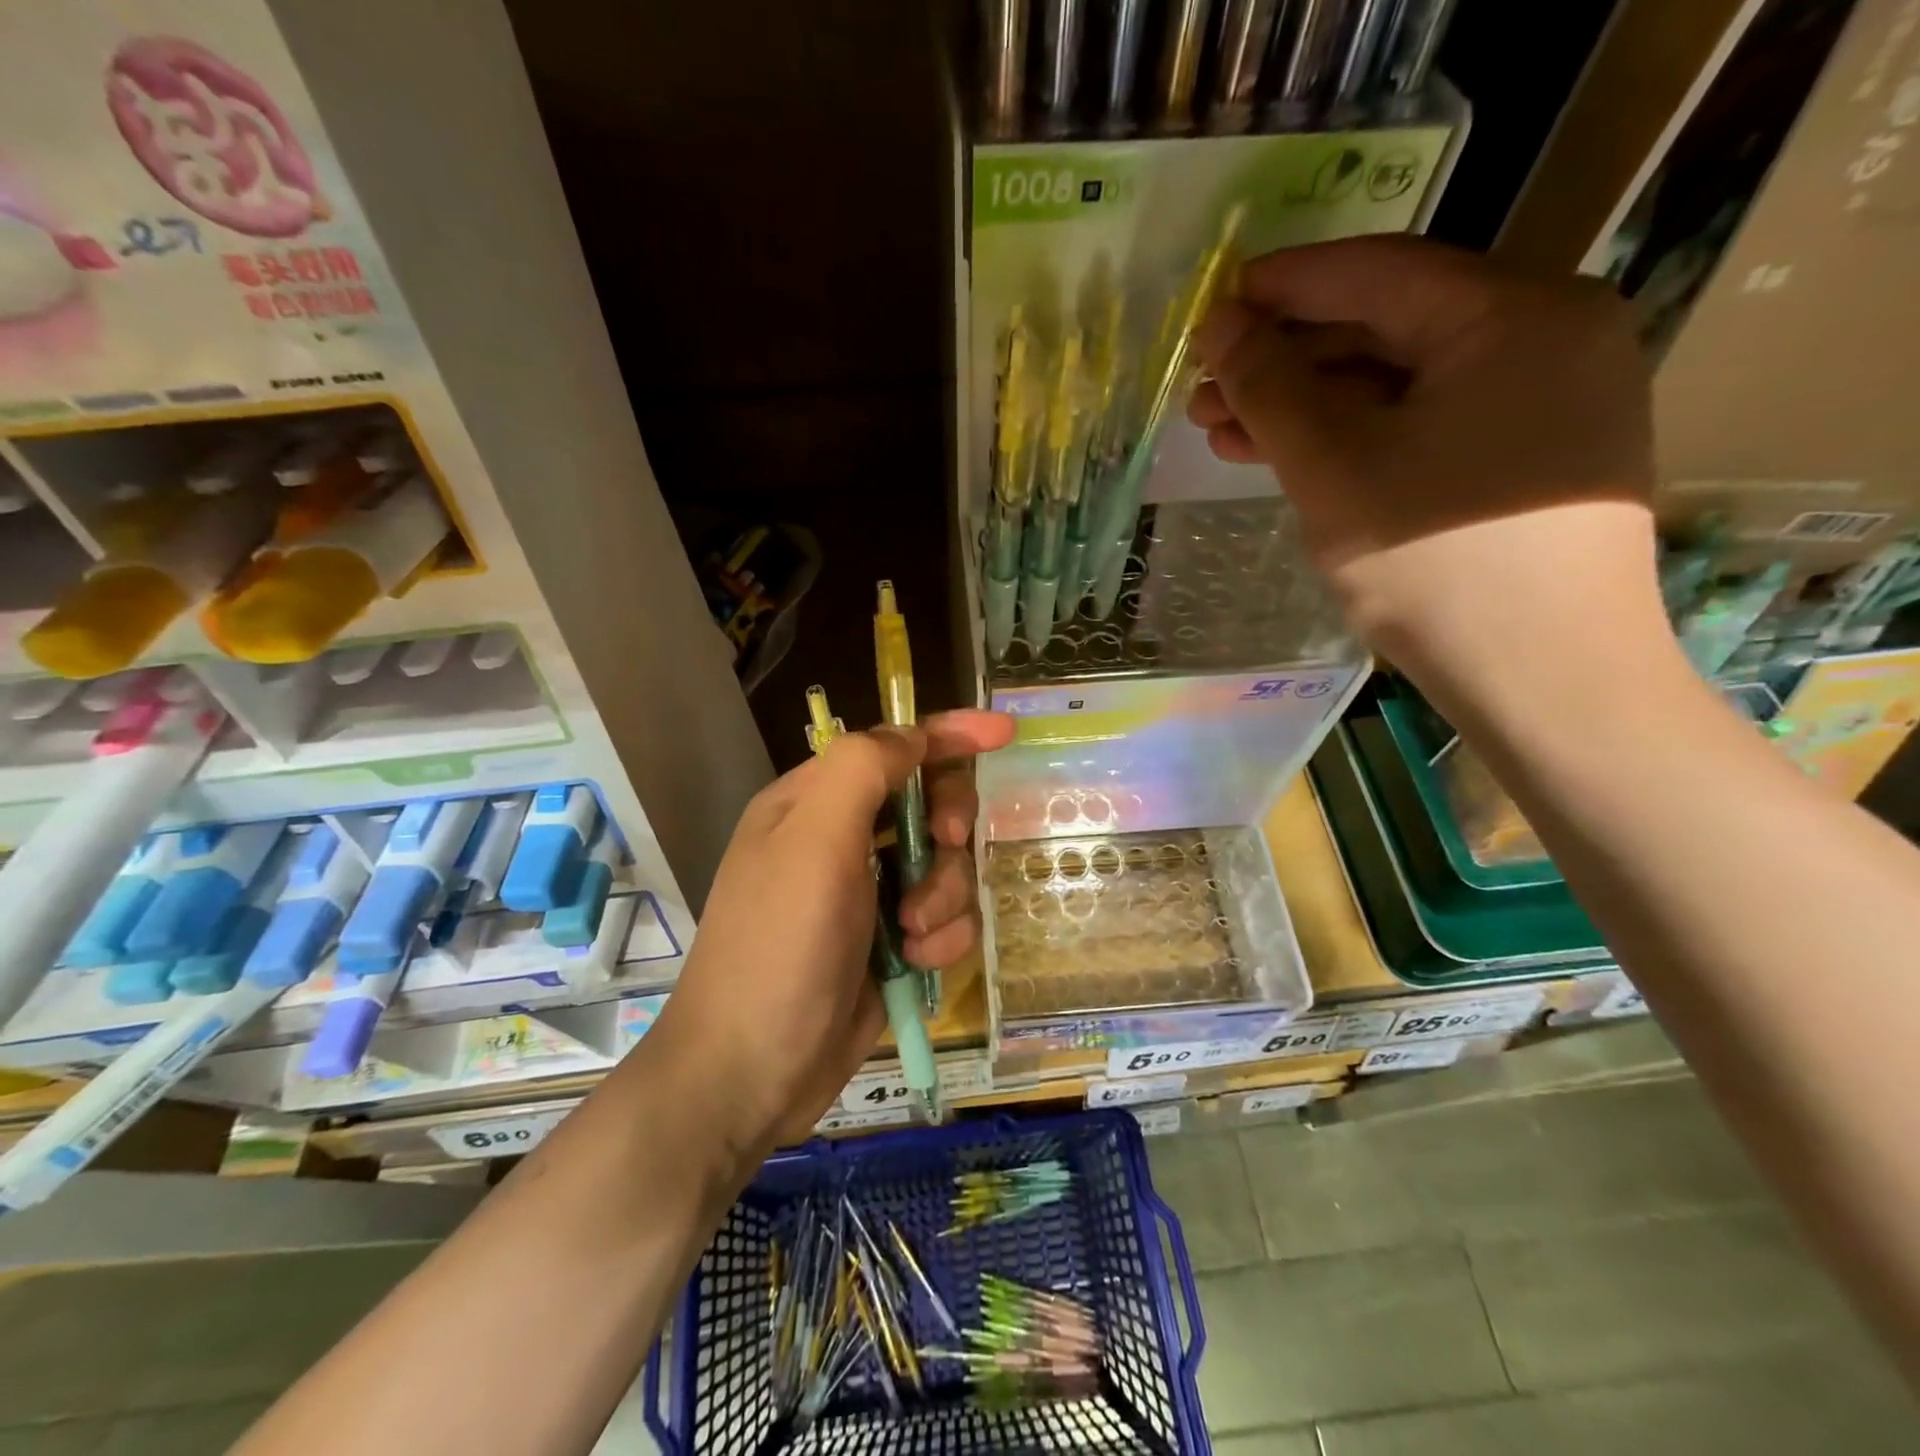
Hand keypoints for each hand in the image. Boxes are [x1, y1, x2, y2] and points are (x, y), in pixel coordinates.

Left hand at [651, 709, 1014, 1152]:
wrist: (752, 1072)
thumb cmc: (779, 945)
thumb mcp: (814, 841)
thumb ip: (863, 770)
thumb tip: (913, 736)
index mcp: (814, 802)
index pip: (894, 747)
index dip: (949, 734)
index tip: (1004, 733)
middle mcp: (843, 840)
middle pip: (929, 804)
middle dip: (947, 826)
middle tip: (945, 845)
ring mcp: (869, 895)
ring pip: (946, 867)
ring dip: (943, 895)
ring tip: (911, 933)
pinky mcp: (891, 944)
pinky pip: (946, 919)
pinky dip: (941, 937)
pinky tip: (916, 963)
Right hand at [1188, 236, 1664, 694]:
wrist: (1544, 677)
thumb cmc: (1437, 565)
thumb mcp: (1335, 469)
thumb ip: (1271, 389)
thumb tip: (1220, 326)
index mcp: (1516, 316)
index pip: (1379, 274)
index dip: (1286, 284)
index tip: (1215, 301)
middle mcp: (1545, 337)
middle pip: (1388, 328)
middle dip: (1286, 359)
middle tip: (1205, 389)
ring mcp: (1542, 400)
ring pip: (1399, 382)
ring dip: (1308, 404)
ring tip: (1223, 429)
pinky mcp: (1524, 457)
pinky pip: (1424, 423)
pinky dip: (1353, 436)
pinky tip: (1287, 456)